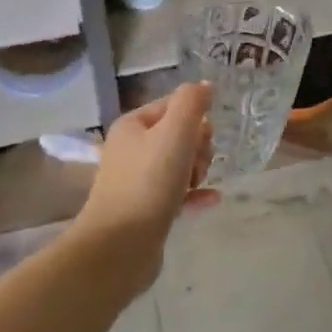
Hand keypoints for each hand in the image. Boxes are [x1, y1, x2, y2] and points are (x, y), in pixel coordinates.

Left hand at [77, 83, 218, 282]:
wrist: (119, 247)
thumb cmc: (148, 183)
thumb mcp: (175, 133)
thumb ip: (191, 103)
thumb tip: (205, 85)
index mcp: (133, 125)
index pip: (173, 106)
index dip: (196, 118)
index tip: (205, 138)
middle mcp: (131, 149)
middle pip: (178, 135)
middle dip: (198, 147)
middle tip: (197, 166)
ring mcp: (136, 181)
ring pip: (179, 164)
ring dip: (197, 170)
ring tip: (199, 184)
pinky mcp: (145, 209)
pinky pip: (177, 193)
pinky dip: (195, 194)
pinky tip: (212, 199)